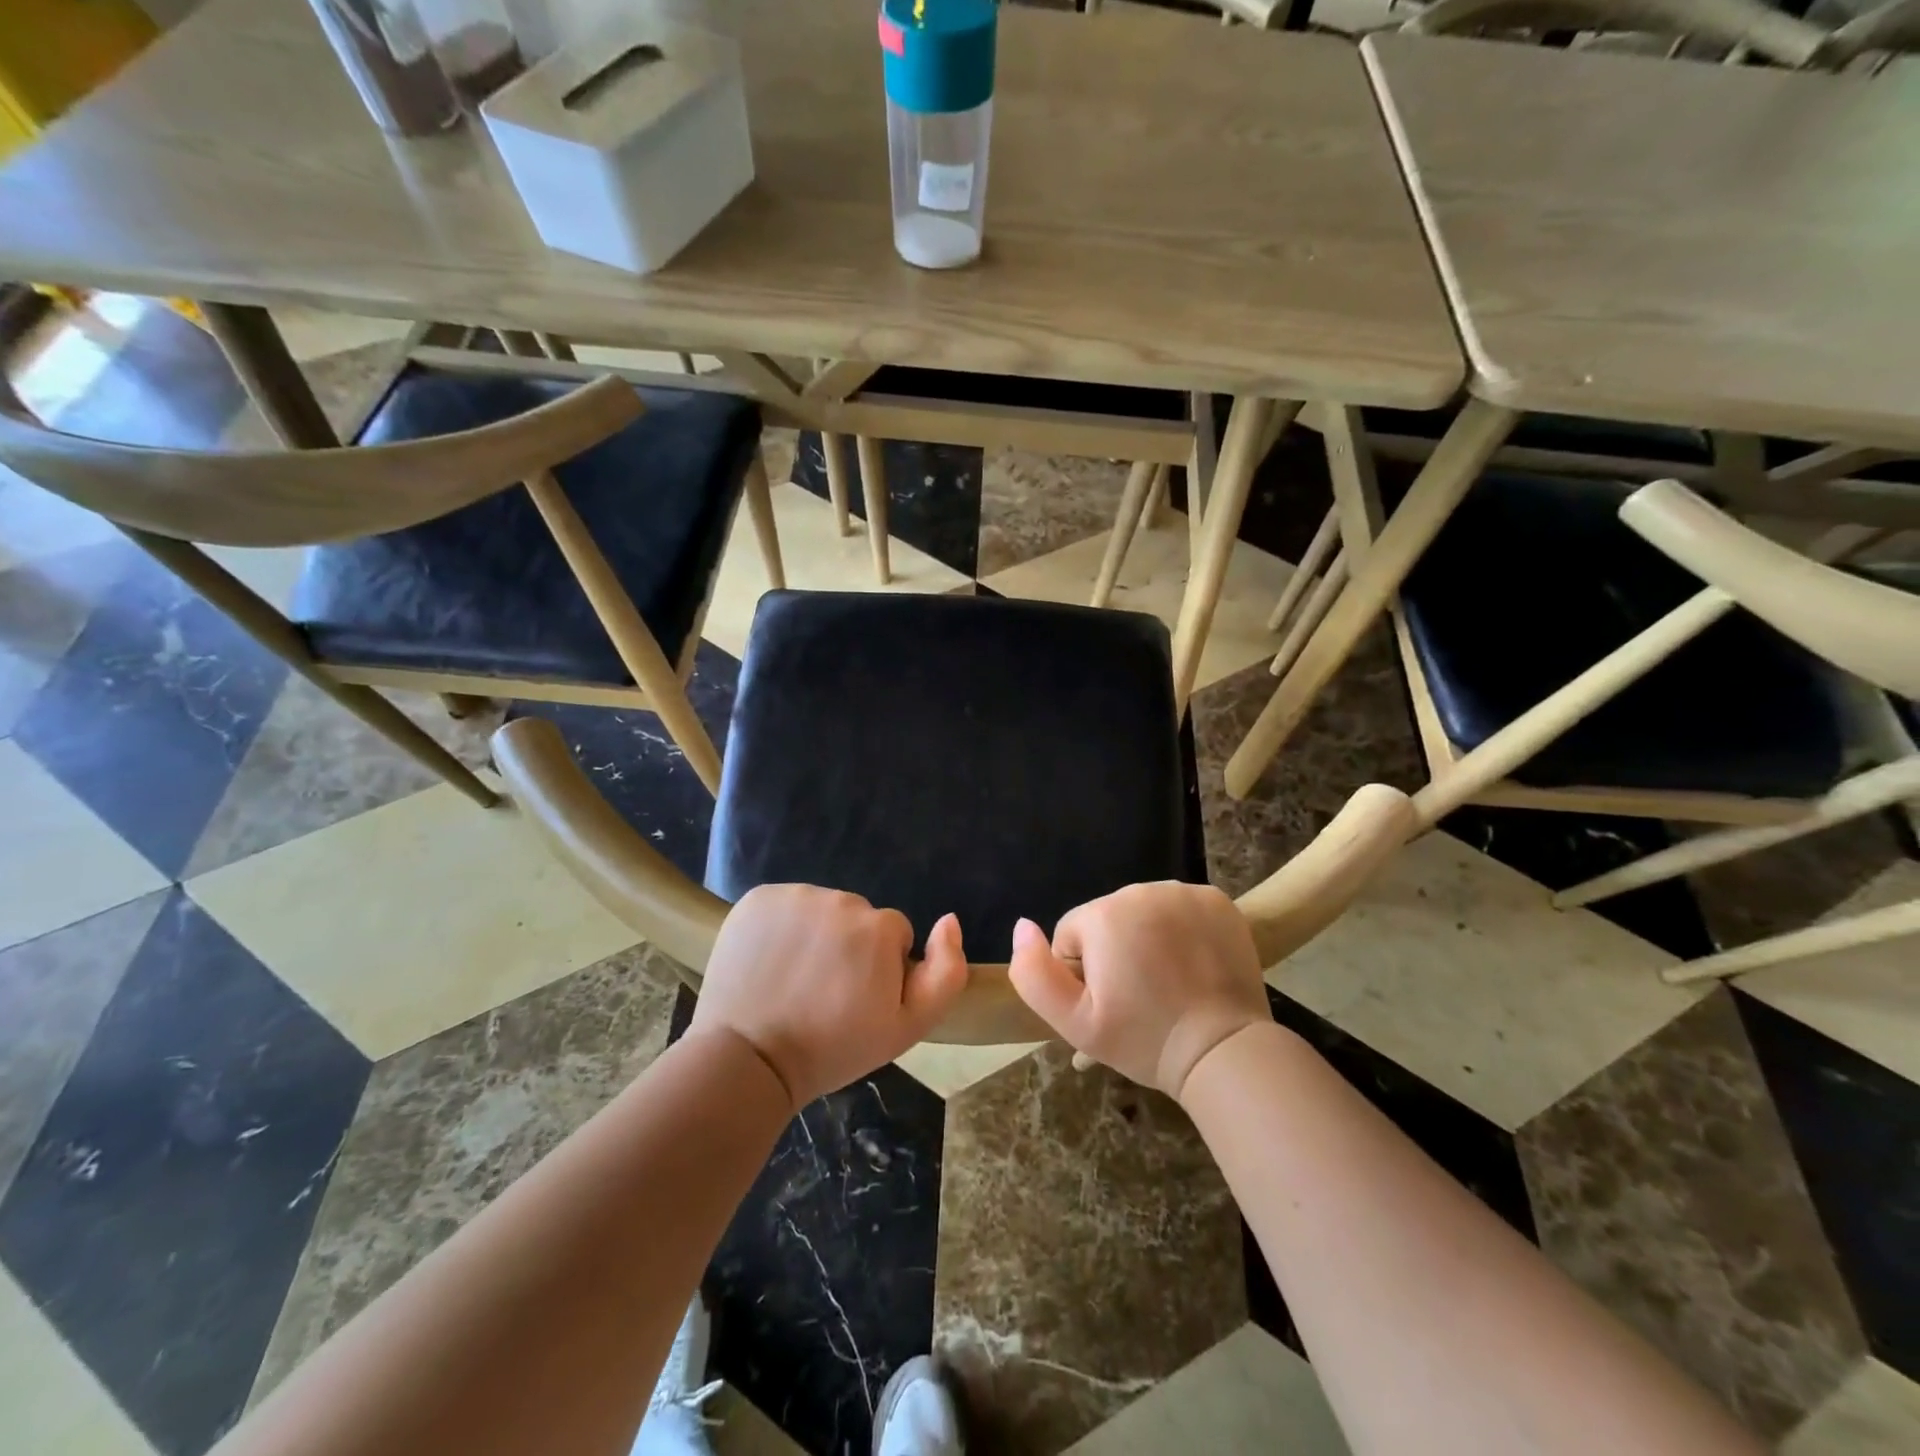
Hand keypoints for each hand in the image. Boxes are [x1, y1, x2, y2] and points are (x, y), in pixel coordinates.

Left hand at [689, 885, 967, 1109]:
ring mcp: (794, 895)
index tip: (856, 999)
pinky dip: (779, 928)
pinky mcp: (757, 898)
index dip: (879, 969)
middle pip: (856, 918)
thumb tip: (950, 920)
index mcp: (879, 925)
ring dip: (814, 935)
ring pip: (819, 910)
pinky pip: (783, 906)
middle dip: (848, 947)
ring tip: (794, 981)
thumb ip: (945, 973)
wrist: (748, 1060)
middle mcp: (840, 898)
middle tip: (825, 993)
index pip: (892, 934)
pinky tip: (769, 964)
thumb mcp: (907, 1027)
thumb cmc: (834, 1048)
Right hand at [1008, 882, 1270, 1100]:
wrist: (1224, 1051)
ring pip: (1144, 912)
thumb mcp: (1074, 1022)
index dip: (1082, 974)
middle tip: (1139, 997)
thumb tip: (1022, 926)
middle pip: (1107, 919)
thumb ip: (1033, 973)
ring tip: (1168, 982)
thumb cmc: (1144, 1040)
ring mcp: (1183, 892)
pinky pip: (1180, 908)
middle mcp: (1141, 890)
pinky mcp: (1217, 900)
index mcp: (1103, 915)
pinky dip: (1182, 930)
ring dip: (1147, 938)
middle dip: (1115, 952)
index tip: (1109, 1003)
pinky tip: (1193, 964)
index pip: (1071, 935)